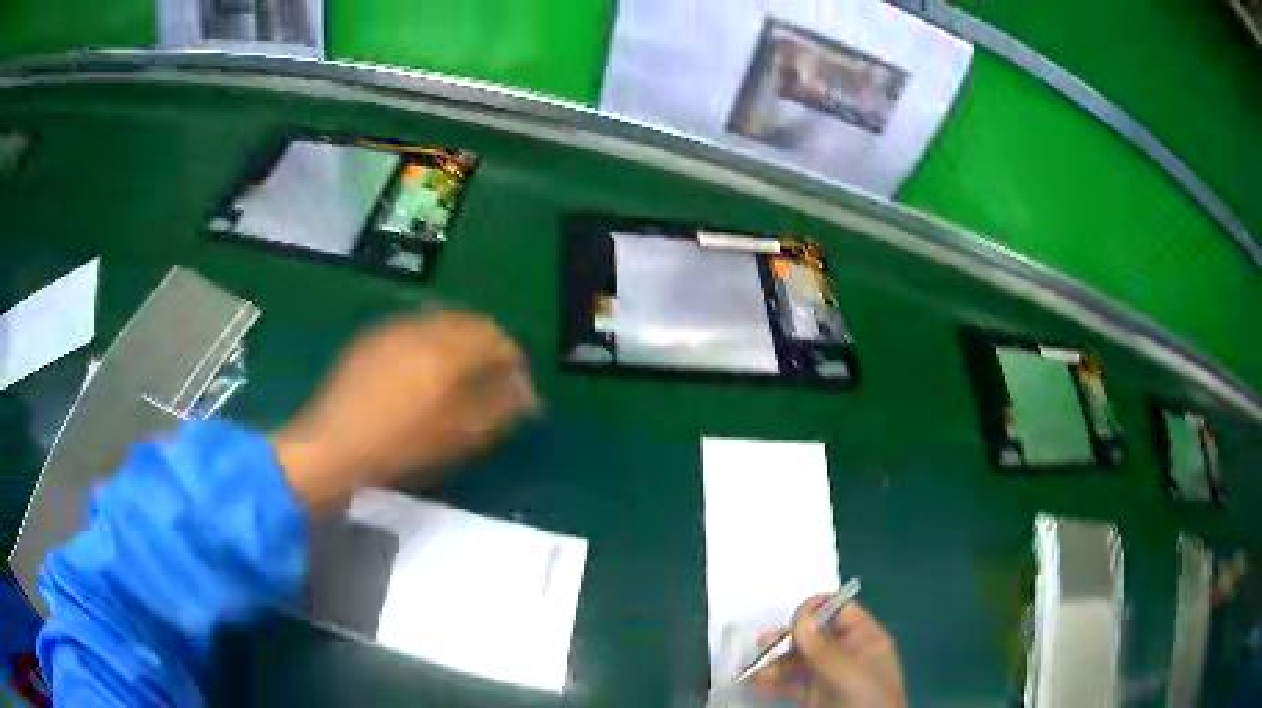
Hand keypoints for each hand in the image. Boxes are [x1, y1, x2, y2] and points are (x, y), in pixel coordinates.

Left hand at [272, 311, 538, 510]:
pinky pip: (413, 333)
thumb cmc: (400, 445)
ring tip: (462, 382)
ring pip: (440, 325)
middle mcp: (421, 327)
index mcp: (447, 347)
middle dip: (488, 350)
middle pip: (468, 324)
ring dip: (459, 347)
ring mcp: (392, 330)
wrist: (332, 447)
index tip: (521, 394)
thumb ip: (499, 409)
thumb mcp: (459, 435)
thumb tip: (527, 394)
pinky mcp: (371, 341)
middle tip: (495, 385)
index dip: (515, 364)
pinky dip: (431, 348)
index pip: (496, 339)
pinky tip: (424, 377)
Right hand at [750, 597, 905, 707]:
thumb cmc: (867, 702)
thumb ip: (824, 649)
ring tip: (754, 669)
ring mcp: (829, 676)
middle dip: (788, 637)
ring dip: (775, 660)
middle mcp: (847, 654)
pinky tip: (757, 682)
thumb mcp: (849, 674)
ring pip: (798, 659)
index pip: (841, 612)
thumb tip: (801, 617)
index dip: (817, 609)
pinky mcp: (814, 696)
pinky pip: (790, 681)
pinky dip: (773, 680)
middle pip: (814, 634)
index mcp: (866, 640)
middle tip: (764, 645)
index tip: (793, 618)